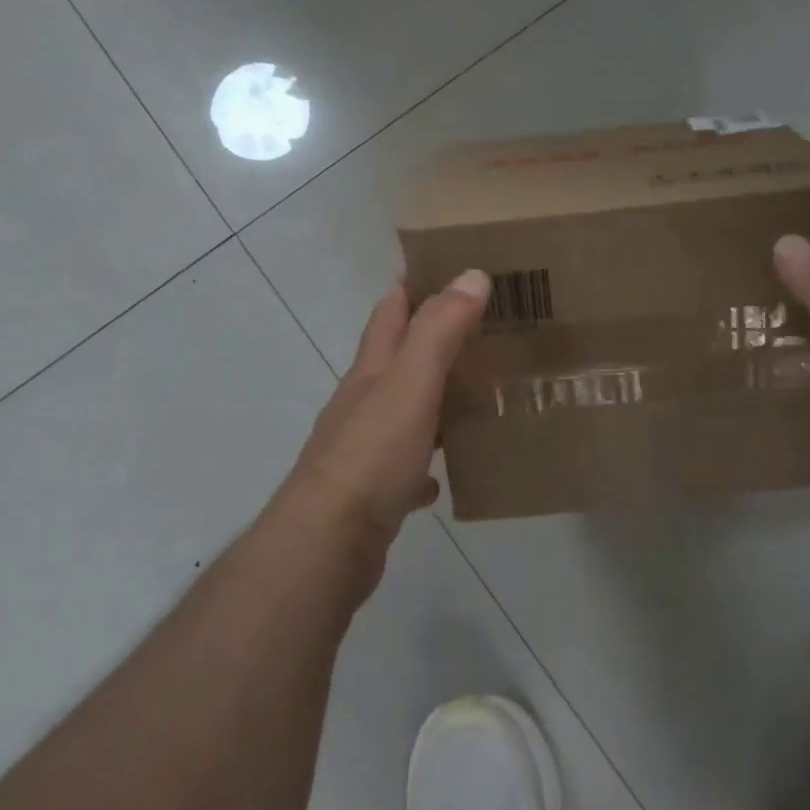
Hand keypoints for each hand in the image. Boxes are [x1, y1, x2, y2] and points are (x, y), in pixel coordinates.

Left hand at [280, 269, 491, 545]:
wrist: (329, 542)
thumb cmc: (372, 454)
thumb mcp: (411, 383)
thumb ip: (440, 330)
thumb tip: (471, 275)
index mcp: (371, 372)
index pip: (389, 312)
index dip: (412, 285)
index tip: (446, 267)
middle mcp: (363, 403)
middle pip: (395, 359)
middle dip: (430, 339)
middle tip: (481, 329)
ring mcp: (364, 448)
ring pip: (403, 410)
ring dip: (432, 398)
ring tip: (475, 394)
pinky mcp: (372, 491)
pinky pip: (407, 466)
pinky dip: (427, 460)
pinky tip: (447, 470)